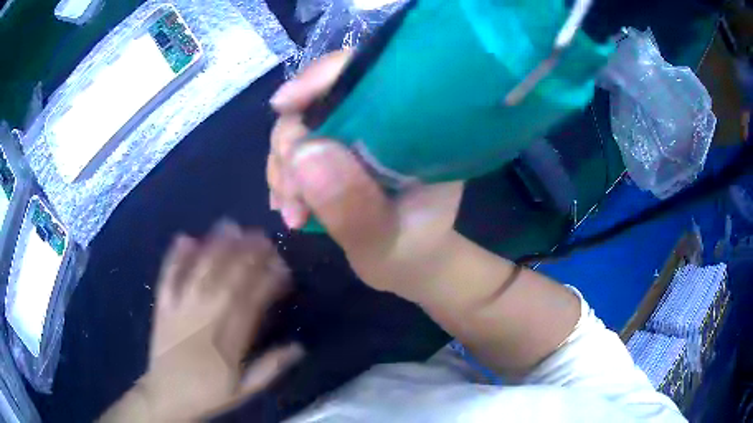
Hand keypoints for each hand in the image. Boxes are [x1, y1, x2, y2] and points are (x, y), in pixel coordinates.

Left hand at [139, 223, 301, 420]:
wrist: (166, 395)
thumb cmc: (208, 393)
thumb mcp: (245, 390)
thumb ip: (271, 368)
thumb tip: (299, 347)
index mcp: (228, 342)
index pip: (252, 303)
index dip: (269, 281)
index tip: (283, 266)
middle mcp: (204, 319)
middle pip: (227, 280)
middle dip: (247, 255)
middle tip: (262, 236)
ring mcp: (180, 309)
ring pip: (200, 272)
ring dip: (216, 247)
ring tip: (231, 226)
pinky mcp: (163, 306)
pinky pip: (168, 277)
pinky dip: (175, 257)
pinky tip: (185, 237)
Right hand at [267, 51, 463, 296]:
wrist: (410, 266)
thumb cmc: (410, 255)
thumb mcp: (385, 243)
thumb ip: (351, 207)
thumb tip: (303, 152)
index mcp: (415, 129)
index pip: (368, 74)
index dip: (322, 78)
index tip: (284, 104)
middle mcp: (383, 122)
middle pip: (319, 101)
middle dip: (291, 144)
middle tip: (292, 197)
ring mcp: (355, 136)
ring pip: (300, 127)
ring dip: (284, 168)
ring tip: (293, 212)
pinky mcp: (336, 152)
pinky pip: (295, 150)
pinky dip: (284, 176)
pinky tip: (289, 207)